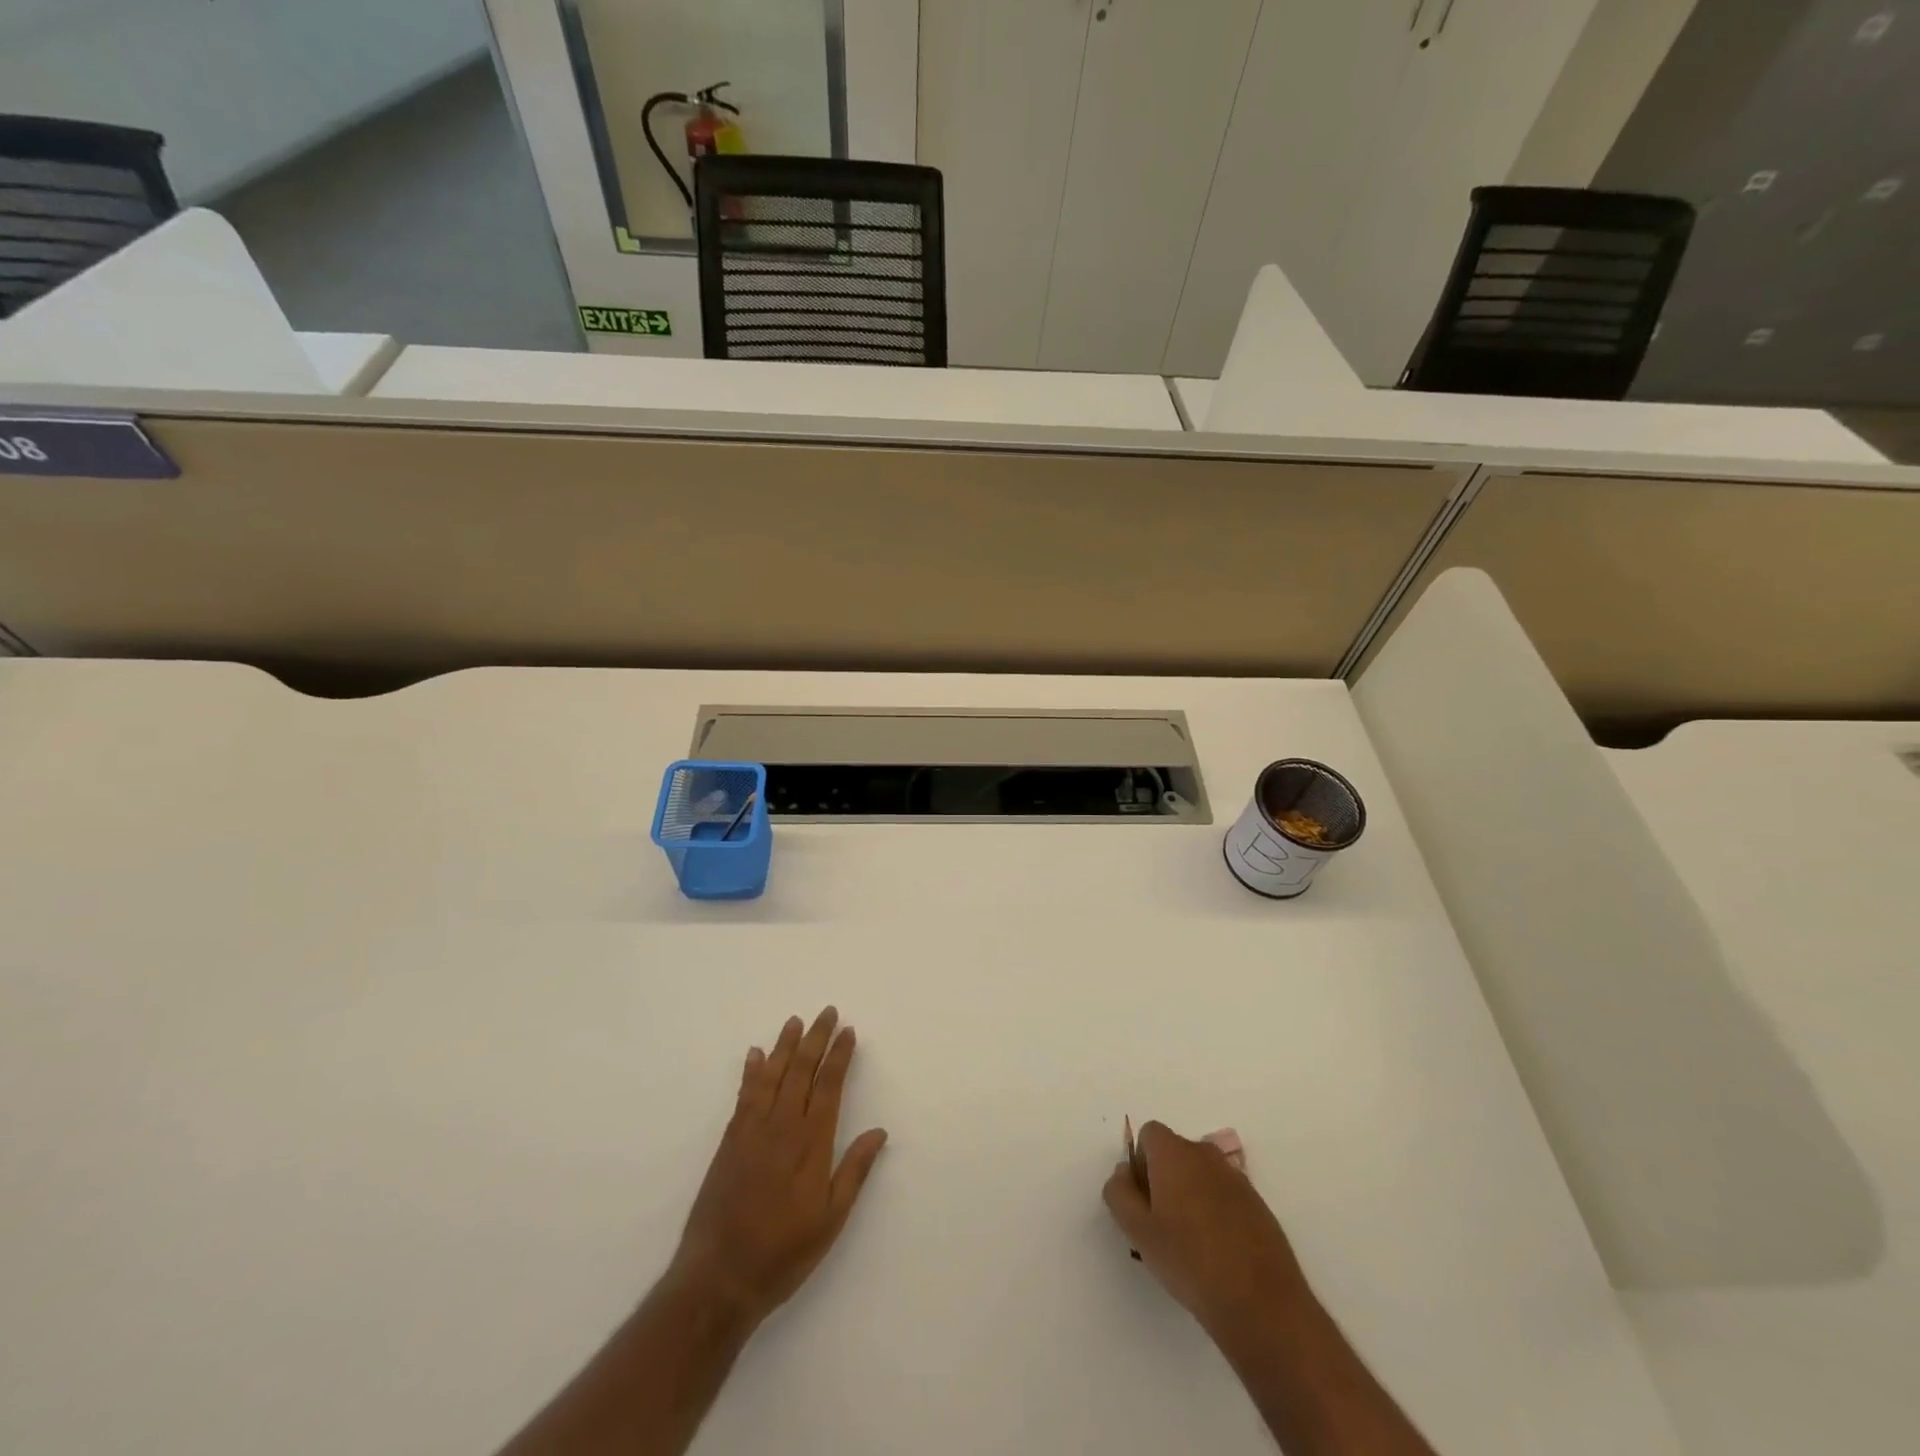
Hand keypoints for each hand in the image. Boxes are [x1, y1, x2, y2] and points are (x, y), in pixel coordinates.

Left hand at [670, 1007, 887, 1328]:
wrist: (719, 1278)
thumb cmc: (783, 1252)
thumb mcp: (831, 1220)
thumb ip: (854, 1171)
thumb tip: (879, 1131)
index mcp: (811, 1143)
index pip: (829, 1086)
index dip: (839, 1056)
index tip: (848, 1031)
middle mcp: (782, 1127)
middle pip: (801, 1071)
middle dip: (816, 1039)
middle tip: (827, 1012)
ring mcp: (752, 1131)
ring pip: (772, 1075)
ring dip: (785, 1046)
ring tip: (795, 1021)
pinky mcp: (730, 1141)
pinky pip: (744, 1095)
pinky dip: (751, 1071)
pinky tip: (755, 1055)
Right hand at [1103, 1121, 1310, 1333]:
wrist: (1261, 1303)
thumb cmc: (1190, 1261)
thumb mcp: (1138, 1231)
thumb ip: (1120, 1193)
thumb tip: (1123, 1172)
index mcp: (1175, 1153)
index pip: (1149, 1134)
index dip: (1140, 1163)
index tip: (1144, 1201)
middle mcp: (1206, 1154)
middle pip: (1175, 1153)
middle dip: (1164, 1179)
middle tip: (1162, 1225)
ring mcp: (1236, 1178)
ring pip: (1201, 1175)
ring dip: (1191, 1196)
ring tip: (1191, 1244)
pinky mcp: (1258, 1204)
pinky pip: (1225, 1195)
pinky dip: (1216, 1212)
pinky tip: (1219, 1252)